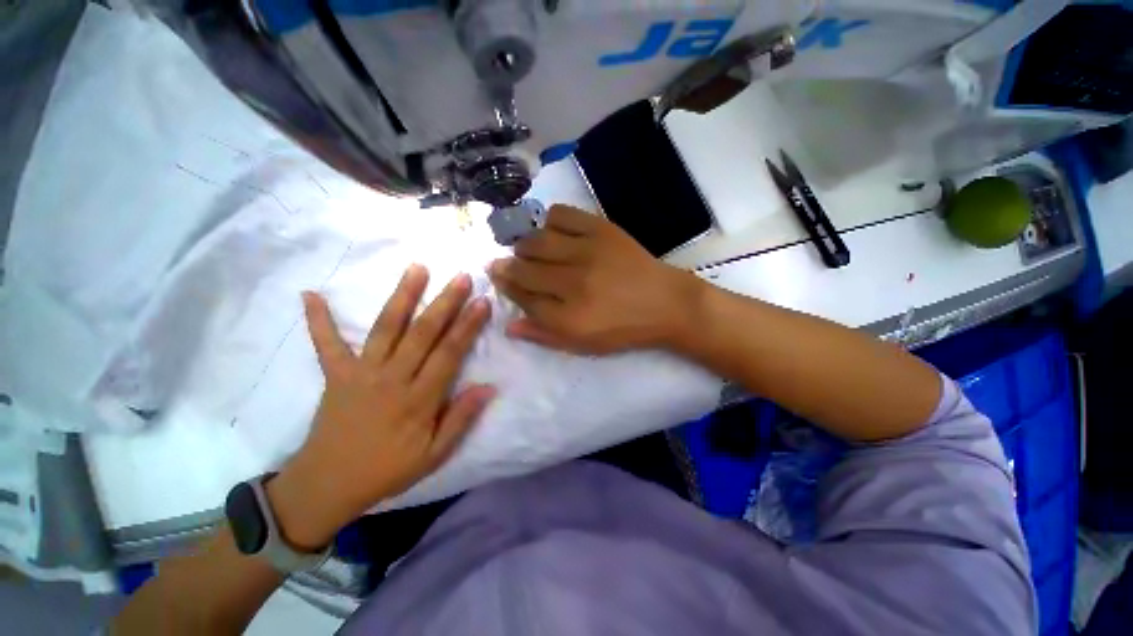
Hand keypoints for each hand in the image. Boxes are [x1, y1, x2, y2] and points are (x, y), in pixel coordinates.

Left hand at [268, 266, 494, 549]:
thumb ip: (461, 419)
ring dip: (402, 297)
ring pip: (385, 329)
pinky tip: (310, 295)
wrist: (327, 485)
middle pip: (423, 334)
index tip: (482, 302)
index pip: (449, 354)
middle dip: (445, 303)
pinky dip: (318, 321)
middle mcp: (391, 379)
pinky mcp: (335, 375)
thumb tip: (488, 387)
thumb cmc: (387, 470)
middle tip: (461, 277)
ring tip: (417, 269)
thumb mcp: (434, 455)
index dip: (468, 326)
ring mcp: (360, 373)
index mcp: (418, 400)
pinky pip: (326, 345)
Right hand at [487, 205, 701, 354]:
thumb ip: (544, 335)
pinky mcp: (602, 229)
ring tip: (527, 250)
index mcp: (569, 317)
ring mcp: (587, 252)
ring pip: (537, 240)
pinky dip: (550, 220)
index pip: (523, 298)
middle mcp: (573, 283)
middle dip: (507, 266)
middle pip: (524, 268)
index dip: (507, 287)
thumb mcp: (583, 344)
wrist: (665, 302)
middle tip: (506, 264)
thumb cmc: (623, 329)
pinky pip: (562, 214)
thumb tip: (509, 325)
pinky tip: (553, 231)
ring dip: (524, 245)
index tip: (499, 278)